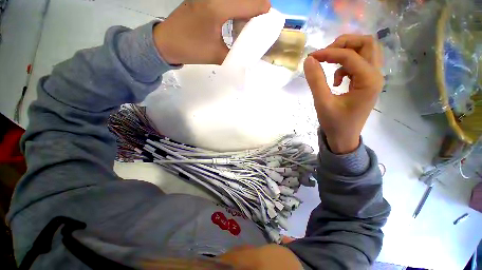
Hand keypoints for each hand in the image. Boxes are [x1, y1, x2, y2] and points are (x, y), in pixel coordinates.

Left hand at [153, 0, 270, 64]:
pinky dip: (236, 10)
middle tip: (256, 29)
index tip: (267, 27)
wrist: (167, 42)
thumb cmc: (190, 49)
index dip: (264, 13)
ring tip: (246, 27)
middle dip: (256, 12)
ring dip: (246, 10)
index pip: (253, 3)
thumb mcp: (217, 55)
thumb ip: (236, 54)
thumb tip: (248, 55)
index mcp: (219, 7)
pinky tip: (234, 22)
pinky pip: (229, 1)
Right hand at [304, 34, 383, 153]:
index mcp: (369, 80)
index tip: (311, 57)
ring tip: (329, 63)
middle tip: (326, 54)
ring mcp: (372, 78)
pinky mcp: (366, 82)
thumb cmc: (335, 123)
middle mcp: (375, 75)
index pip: (350, 55)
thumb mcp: (322, 102)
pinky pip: (359, 63)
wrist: (344, 138)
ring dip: (346, 51)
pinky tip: (335, 79)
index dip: (329, 52)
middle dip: (344, 44)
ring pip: (365, 51)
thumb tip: (309, 60)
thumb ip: (316, 80)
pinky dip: (345, 64)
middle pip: (366, 43)